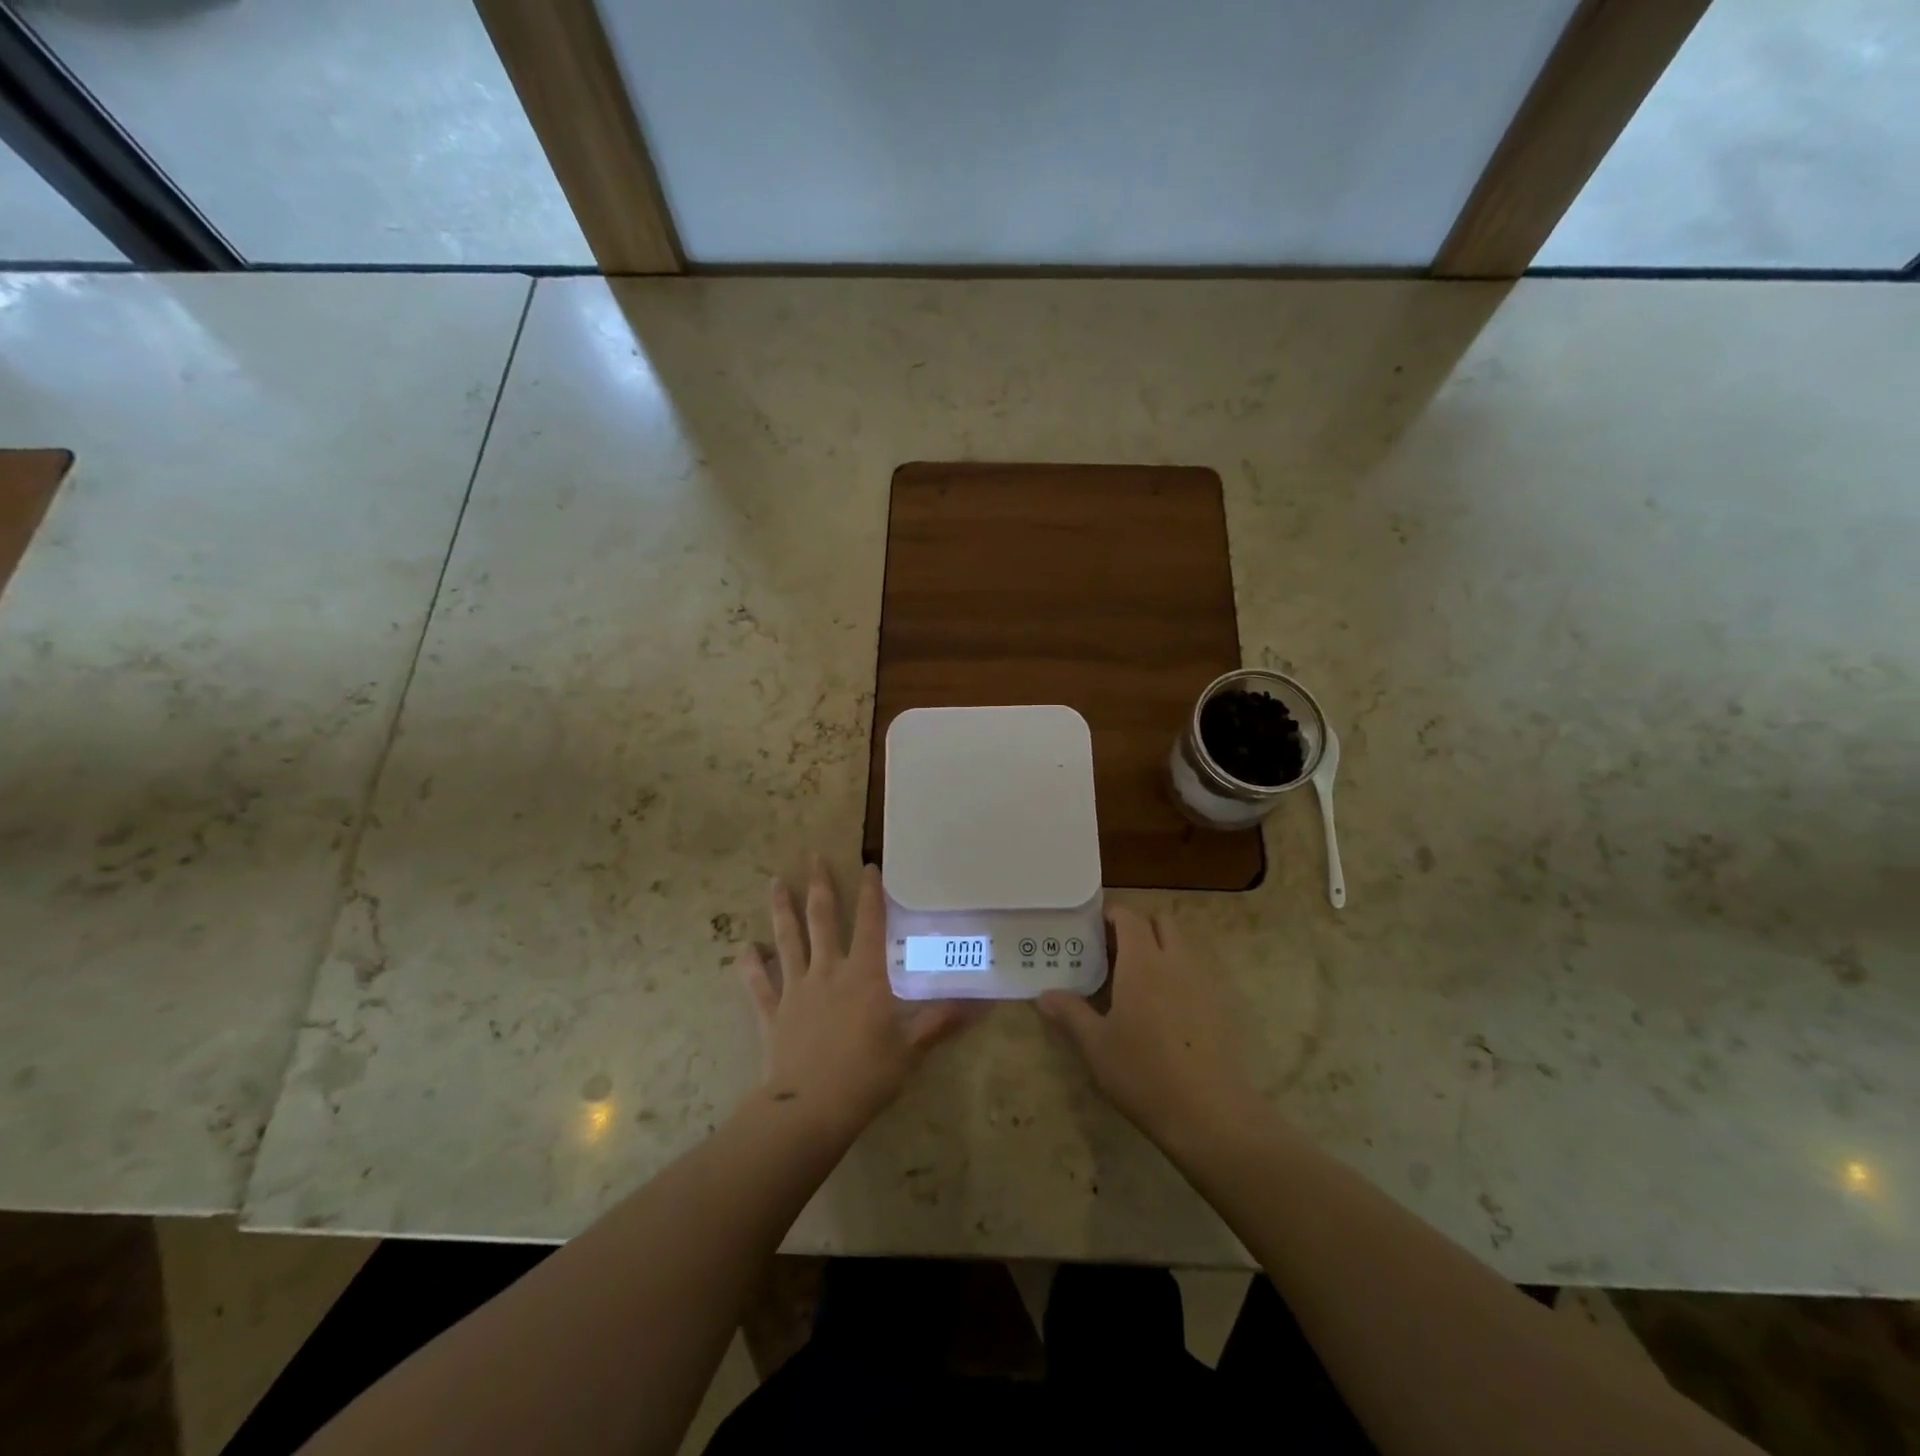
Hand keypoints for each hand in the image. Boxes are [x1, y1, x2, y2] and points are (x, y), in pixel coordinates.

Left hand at [741, 856, 970, 1142]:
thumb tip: (984, 1003)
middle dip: (819, 886)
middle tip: (812, 856)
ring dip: (781, 910)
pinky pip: (758, 985)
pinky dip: (750, 966)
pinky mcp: (772, 1014)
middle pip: (822, 920)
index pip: (870, 923)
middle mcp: (828, 971)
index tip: (867, 866)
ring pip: (787, 940)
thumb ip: (943, 1021)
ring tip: (775, 882)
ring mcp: (796, 990)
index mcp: (864, 975)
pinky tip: (744, 949)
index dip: (870, 894)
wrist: (810, 1110)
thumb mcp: (912, 1048)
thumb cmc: (867, 1075)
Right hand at [1036, 905, 1262, 1148]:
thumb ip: (1070, 1013)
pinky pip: (1198, 972)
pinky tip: (1164, 1008)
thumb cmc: (1143, 1072)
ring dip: (1161, 948)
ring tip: (1137, 979)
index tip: (1091, 928)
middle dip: (1139, 927)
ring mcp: (1204, 982)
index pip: (1129, 917)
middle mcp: (1176, 961)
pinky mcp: (1222, 1006)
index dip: (1111, 914)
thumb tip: (1045, 995)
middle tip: (1113, 952)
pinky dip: (1180, 973)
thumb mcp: (1096, 1045)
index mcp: (1143, 962)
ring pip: (1183, 945)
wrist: (1209, 1114)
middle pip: (1161, 922)